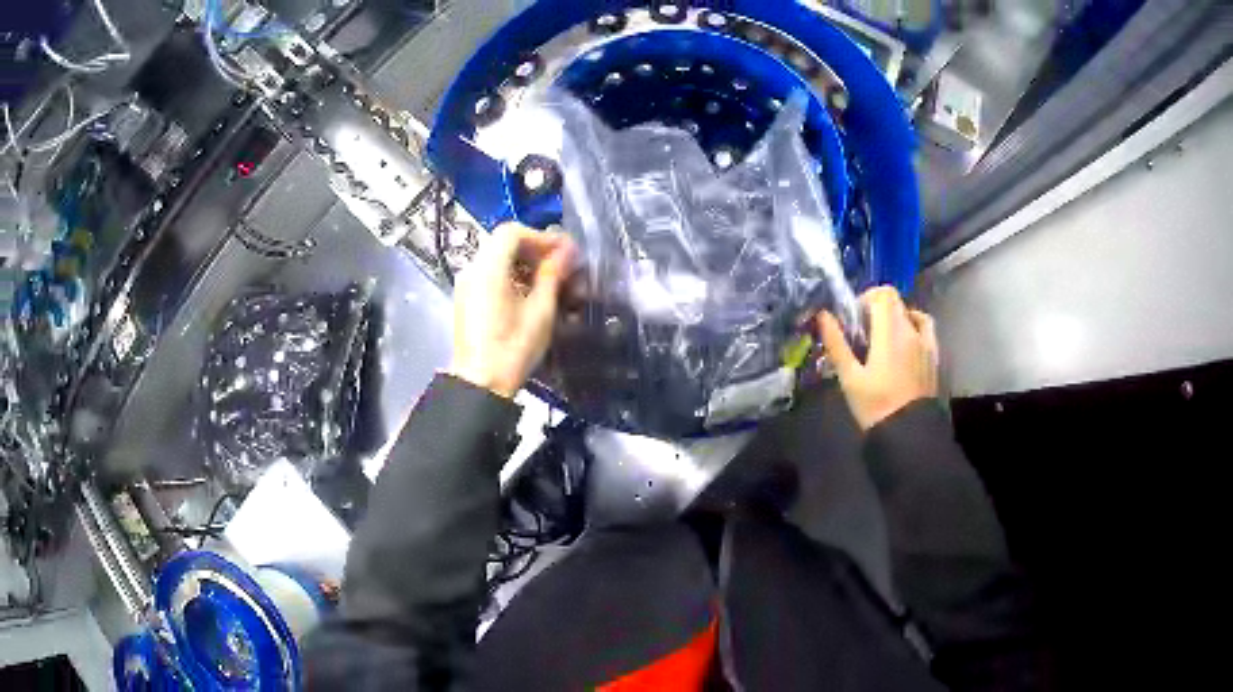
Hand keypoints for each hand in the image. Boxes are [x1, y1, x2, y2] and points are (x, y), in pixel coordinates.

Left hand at [449, 223, 575, 397]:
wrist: (480, 384)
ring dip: (524, 263)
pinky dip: (511, 275)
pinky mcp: (466, 299)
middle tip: (560, 265)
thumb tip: (567, 250)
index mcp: (488, 268)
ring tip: (549, 282)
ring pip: (496, 258)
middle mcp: (472, 269)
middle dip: (534, 249)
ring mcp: (466, 284)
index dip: (541, 237)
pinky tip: (529, 295)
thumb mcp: (540, 310)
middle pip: (503, 243)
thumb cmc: (513, 347)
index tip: (564, 252)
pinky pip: (489, 274)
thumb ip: (552, 273)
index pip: (512, 232)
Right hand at [817, 286, 938, 430]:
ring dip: (896, 317)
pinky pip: (926, 328)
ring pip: (910, 313)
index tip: (855, 318)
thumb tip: (823, 315)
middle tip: (864, 332)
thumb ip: (837, 343)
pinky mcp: (934, 355)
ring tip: (885, 337)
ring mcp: (925, 342)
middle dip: (878, 308)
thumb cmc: (875, 405)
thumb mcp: (850, 377)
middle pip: (896, 301)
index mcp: (889, 331)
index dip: (867, 298)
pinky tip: (906, 341)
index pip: (882, 294)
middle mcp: (910, 329)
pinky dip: (915, 325)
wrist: (908, 432)